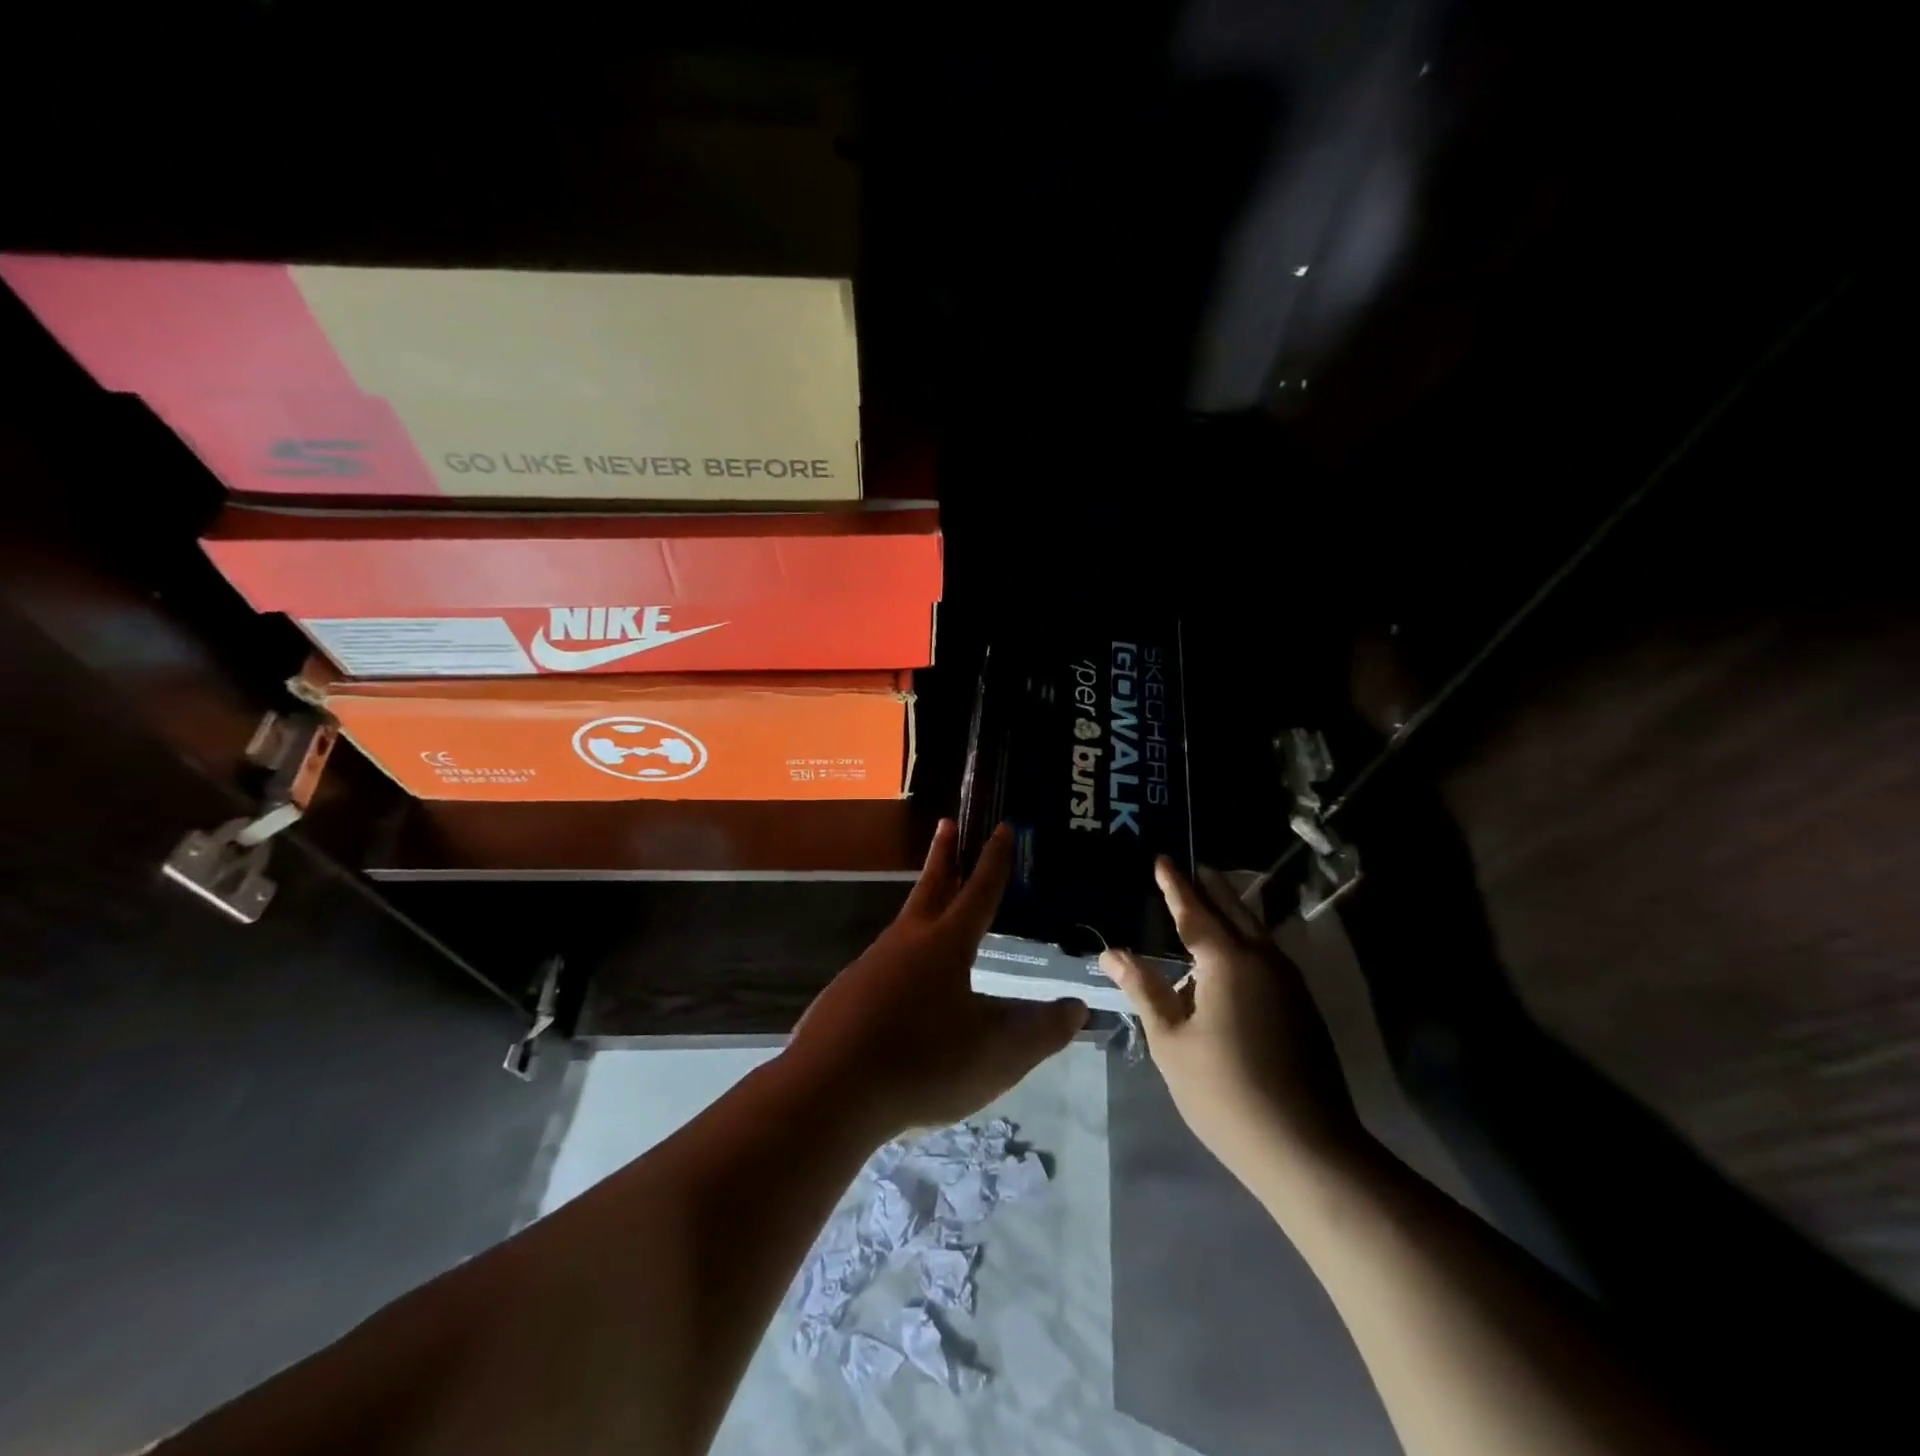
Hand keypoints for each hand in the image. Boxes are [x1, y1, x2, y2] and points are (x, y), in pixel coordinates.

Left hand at [787, 820, 1088, 1138]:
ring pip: (905, 927)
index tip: (1002, 827)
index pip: (980, 891)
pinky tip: (905, 988)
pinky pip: (884, 965)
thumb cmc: (923, 1062)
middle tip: (948, 824)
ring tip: (937, 911)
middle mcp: (906, 942)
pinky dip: (902, 958)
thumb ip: (1041, 1032)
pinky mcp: (847, 994)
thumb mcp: (996, 1054)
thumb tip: (1077, 1008)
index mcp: (946, 944)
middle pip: (931, 888)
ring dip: (923, 906)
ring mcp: (870, 966)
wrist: (828, 1091)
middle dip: (945, 855)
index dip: (995, 860)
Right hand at [1101, 859, 1359, 1184]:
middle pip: (1233, 910)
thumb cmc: (1225, 1092)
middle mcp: (1263, 960)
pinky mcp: (1302, 1006)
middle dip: (1210, 887)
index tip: (1162, 858)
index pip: (1194, 911)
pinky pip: (1267, 953)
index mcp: (1228, 962)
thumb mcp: (1171, 1041)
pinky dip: (1245, 937)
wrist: (1307, 1148)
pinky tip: (1232, 953)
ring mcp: (1289, 983)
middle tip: (1190, 867)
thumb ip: (1144, 989)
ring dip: (1231, 910)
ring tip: (1209, 900)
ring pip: (1255, 930)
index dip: (1175, 885)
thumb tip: (1111, 952)